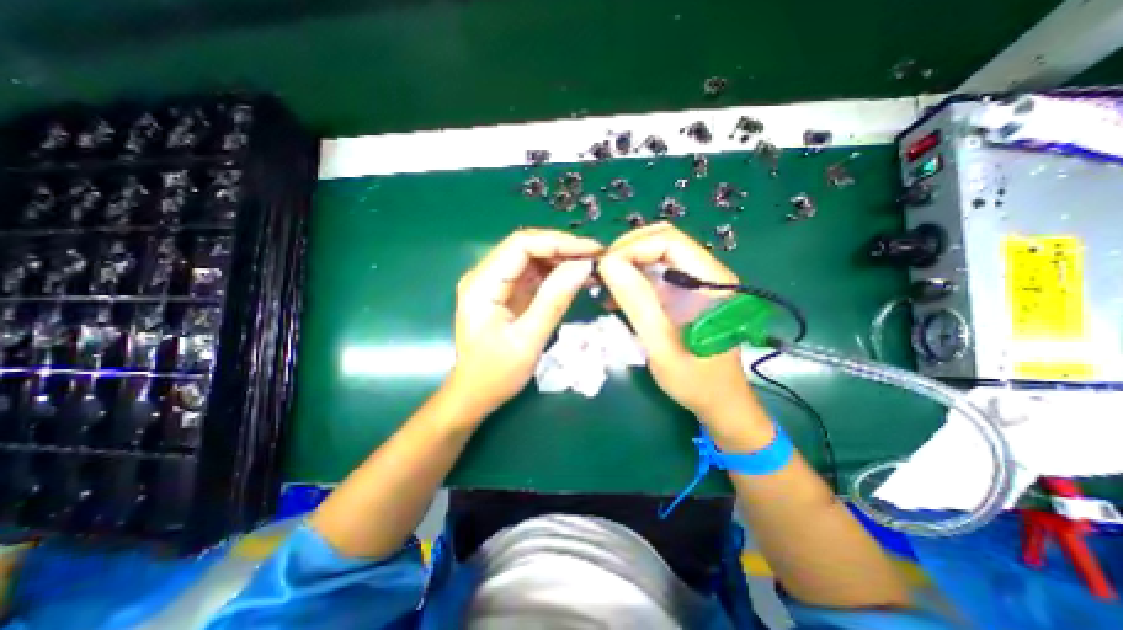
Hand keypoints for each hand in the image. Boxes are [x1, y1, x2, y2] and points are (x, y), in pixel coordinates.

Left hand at [449, 229, 604, 416]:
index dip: (558, 242)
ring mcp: (494, 283)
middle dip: (563, 249)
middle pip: (527, 247)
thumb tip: (583, 266)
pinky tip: (577, 279)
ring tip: (592, 268)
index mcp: (482, 284)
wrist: (475, 394)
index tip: (591, 251)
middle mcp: (484, 276)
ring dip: (562, 260)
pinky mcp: (505, 293)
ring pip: (532, 259)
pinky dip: (556, 274)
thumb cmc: (496, 374)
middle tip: (597, 258)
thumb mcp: (528, 340)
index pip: (521, 245)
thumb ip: (554, 300)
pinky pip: (533, 275)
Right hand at [602, 225, 758, 425]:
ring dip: (627, 264)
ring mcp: (695, 283)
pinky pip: (655, 274)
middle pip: (663, 241)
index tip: (604, 269)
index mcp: (711, 281)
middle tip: (601, 274)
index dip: (633, 248)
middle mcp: (706, 273)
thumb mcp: (662, 346)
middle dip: (627, 252)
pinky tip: (615, 297)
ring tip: (604, 285)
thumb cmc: (696, 381)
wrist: (719, 403)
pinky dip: (632, 279)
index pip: (669, 241)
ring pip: (656, 256)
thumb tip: (608, 265)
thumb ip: (638, 304)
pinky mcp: (684, 295)